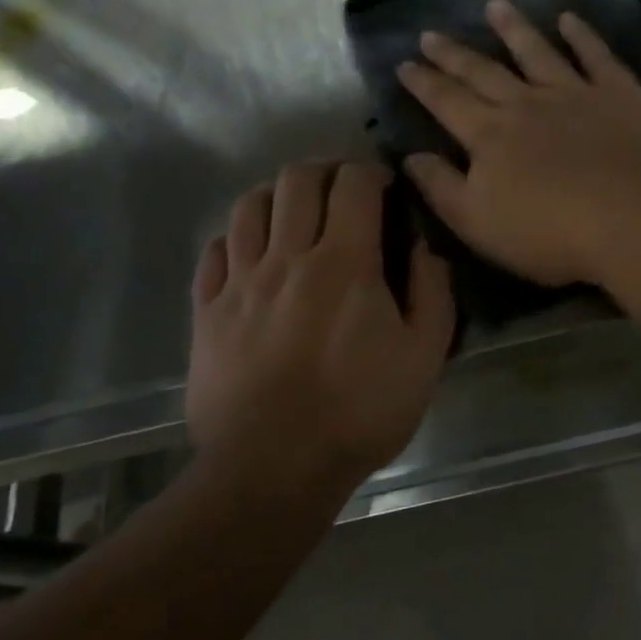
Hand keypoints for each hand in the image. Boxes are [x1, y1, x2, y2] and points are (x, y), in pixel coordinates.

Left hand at [186, 162, 452, 492]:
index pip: (353, 183)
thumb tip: (424, 246)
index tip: (384, 187)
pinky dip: (236, 239)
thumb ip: (434, 291)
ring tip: (294, 215)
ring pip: (248, 206)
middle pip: (297, 180)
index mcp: (345, 262)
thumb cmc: (359, 412)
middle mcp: (287, 256)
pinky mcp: (207, 311)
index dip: (371, 172)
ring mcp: (240, 282)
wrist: (273, 467)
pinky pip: (214, 251)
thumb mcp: (424, 357)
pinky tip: (252, 255)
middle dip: (325, 172)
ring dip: (277, 196)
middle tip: (342, 193)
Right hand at [396, 0, 640, 287]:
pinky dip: (581, 34)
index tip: (404, 63)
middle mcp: (526, 104)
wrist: (636, 220)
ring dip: (513, 28)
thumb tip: (409, 156)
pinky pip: (595, 55)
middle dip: (453, 53)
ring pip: (536, 52)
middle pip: (483, 72)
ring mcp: (575, 93)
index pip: (447, 102)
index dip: (423, 83)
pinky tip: (569, 18)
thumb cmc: (551, 234)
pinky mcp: (619, 93)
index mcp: (489, 136)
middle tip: (430, 33)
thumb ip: (441, 187)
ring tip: (495, 5)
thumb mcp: (478, 224)